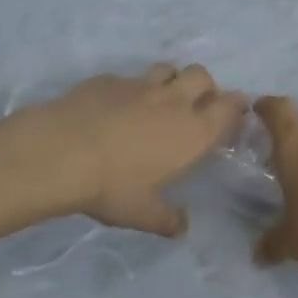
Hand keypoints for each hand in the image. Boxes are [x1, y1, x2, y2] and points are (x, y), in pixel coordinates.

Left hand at [12, 65, 246, 235]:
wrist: (61, 152)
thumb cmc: (112, 187)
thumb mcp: (142, 213)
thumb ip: (166, 219)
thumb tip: (181, 229)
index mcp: (192, 132)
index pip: (228, 107)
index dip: (236, 106)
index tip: (235, 112)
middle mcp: (172, 101)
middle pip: (201, 76)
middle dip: (205, 86)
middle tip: (195, 106)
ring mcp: (139, 85)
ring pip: (167, 68)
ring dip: (171, 80)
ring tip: (159, 100)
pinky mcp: (108, 79)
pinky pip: (128, 77)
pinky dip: (130, 89)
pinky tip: (115, 107)